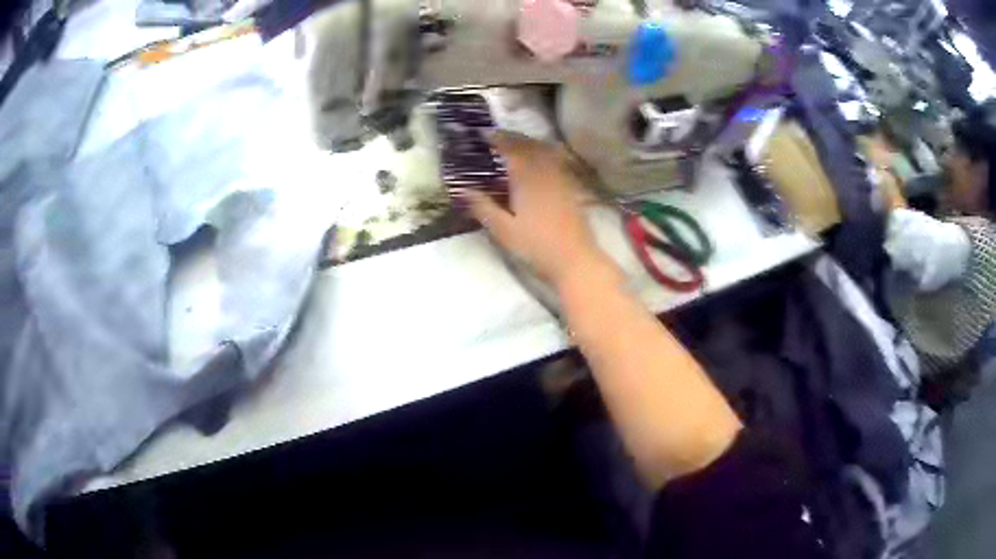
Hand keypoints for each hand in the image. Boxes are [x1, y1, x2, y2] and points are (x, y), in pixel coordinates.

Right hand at [464, 131, 612, 288]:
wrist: (576, 260)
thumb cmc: (536, 246)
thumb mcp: (503, 230)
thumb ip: (482, 207)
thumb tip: (462, 189)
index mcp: (526, 178)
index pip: (510, 149)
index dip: (496, 139)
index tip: (483, 133)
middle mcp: (545, 172)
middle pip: (529, 145)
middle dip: (512, 138)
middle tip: (497, 136)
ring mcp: (561, 179)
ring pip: (545, 152)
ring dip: (529, 143)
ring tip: (516, 144)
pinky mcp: (571, 189)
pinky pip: (556, 162)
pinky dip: (544, 155)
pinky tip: (540, 164)